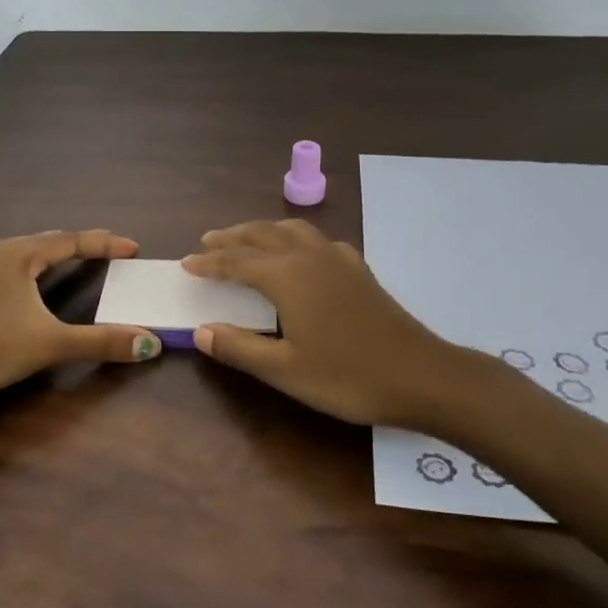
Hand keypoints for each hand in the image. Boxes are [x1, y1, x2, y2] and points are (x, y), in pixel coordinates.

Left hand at [0, 230, 161, 399]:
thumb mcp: (51, 344)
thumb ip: (100, 342)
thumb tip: (150, 344)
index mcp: (19, 256)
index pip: (71, 241)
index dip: (104, 244)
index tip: (132, 248)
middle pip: (44, 242)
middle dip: (76, 245)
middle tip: (104, 250)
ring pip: (16, 255)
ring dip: (44, 256)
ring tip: (63, 260)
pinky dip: (15, 273)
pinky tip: (9, 284)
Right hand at [181, 219, 476, 427]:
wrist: (422, 376)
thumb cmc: (348, 376)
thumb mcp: (285, 370)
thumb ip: (239, 348)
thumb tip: (200, 331)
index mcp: (287, 277)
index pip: (236, 262)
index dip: (209, 262)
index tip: (186, 263)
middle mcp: (310, 258)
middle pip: (262, 236)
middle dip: (232, 237)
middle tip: (208, 241)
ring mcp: (339, 261)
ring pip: (292, 231)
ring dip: (263, 231)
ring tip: (247, 239)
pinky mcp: (359, 271)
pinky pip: (318, 241)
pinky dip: (297, 239)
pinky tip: (302, 254)